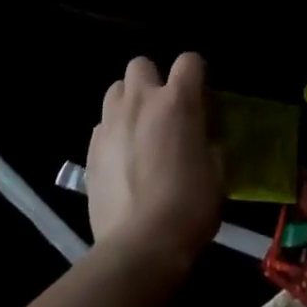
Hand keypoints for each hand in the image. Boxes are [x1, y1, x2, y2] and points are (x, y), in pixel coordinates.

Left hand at [86, 54, 221, 270]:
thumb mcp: (216, 172)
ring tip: (137, 129)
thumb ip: (208, 143)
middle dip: (152, 79)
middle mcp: (140, 101)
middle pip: (141, 64)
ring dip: (127, 102)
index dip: (196, 72)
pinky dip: (112, 133)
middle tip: (162, 108)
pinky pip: (102, 126)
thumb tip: (202, 139)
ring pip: (115, 90)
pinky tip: (121, 159)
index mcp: (177, 101)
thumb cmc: (189, 207)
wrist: (141, 245)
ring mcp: (111, 123)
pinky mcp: (90, 150)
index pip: (189, 60)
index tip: (201, 92)